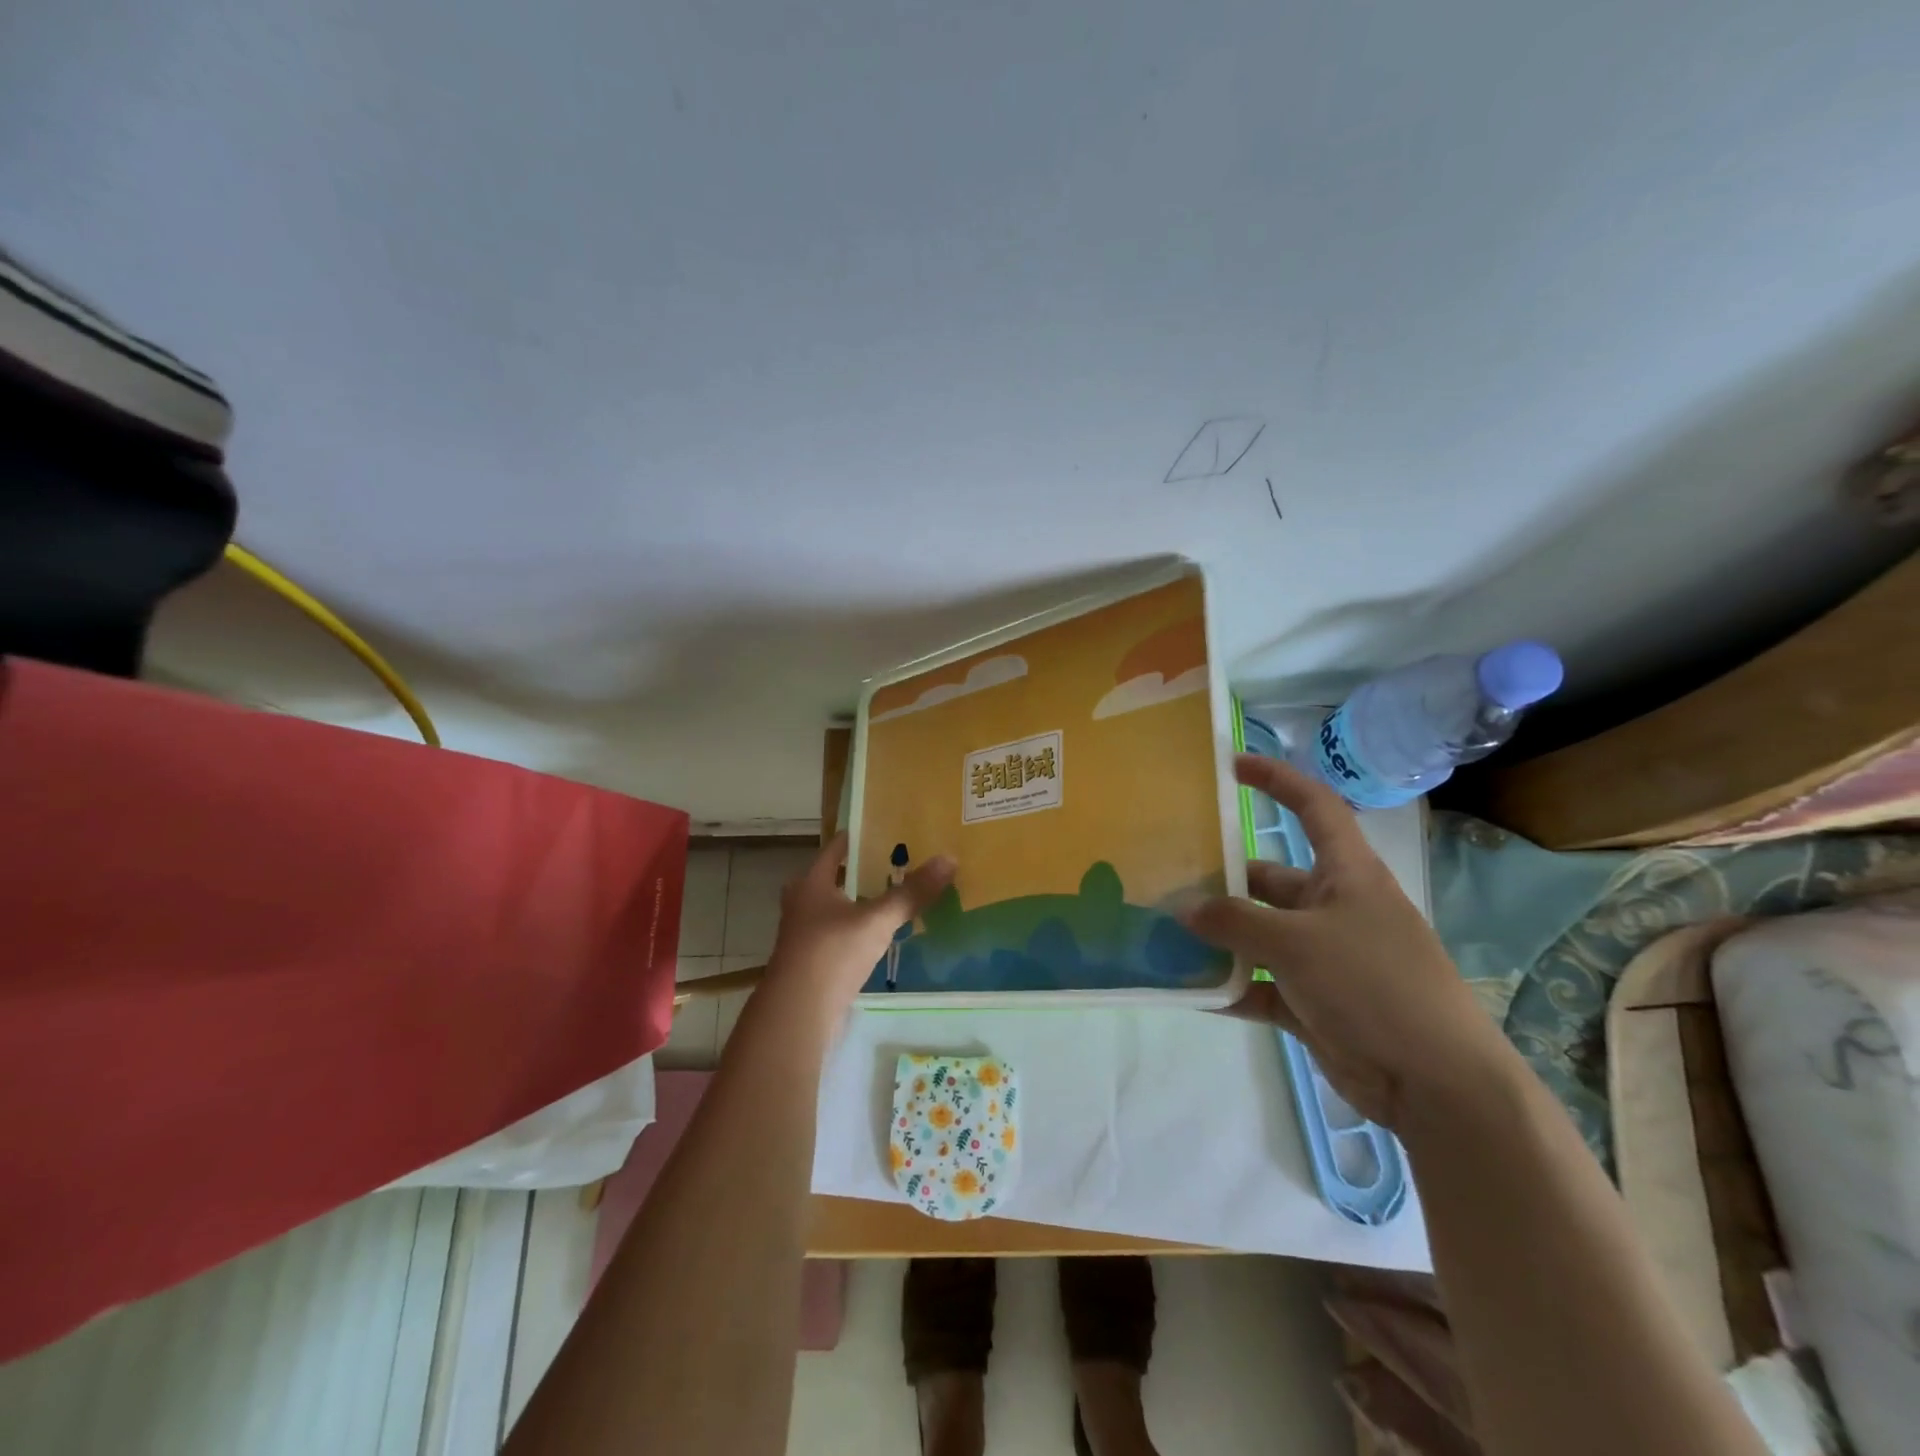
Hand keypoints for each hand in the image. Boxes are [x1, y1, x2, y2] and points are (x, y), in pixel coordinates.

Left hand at [766, 833, 954, 1012]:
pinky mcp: (813, 962)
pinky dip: (860, 930)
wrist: (799, 1013)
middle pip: (836, 878)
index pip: (836, 847)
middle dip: (863, 871)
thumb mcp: (876, 919)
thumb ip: (911, 892)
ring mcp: (805, 935)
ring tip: (897, 895)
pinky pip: (842, 935)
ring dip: (862, 902)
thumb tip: (950, 858)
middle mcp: (802, 903)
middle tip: (898, 862)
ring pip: (838, 908)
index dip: (859, 836)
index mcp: (811, 883)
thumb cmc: (832, 952)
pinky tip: (883, 934)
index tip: (886, 827)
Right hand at [1183, 755, 1512, 1129]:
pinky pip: (1262, 984)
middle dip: (1223, 880)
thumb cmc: (1374, 986)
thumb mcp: (1297, 943)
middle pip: (1270, 879)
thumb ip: (1235, 922)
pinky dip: (1231, 987)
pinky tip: (1192, 990)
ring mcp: (1325, 958)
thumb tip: (1185, 911)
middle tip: (1169, 880)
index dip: (1277, 780)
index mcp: (1347, 875)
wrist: (1436, 1085)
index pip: (1314, 808)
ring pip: (1260, 934)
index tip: (1232, 765)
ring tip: (1166, 933)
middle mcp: (1335, 908)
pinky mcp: (1315, 1003)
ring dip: (1220, 938)